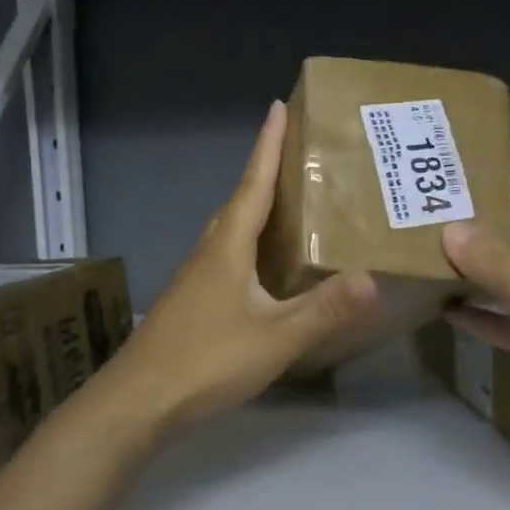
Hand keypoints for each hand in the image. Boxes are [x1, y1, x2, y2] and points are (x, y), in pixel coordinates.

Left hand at [100, 101, 377, 433]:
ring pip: (228, 231)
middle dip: (263, 174)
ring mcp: (194, 279)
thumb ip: (323, 309)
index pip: (252, 184)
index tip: (277, 107)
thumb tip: (371, 277)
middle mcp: (208, 253)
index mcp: (227, 247)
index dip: (267, 146)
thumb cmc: (207, 361)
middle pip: (238, 202)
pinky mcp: (190, 303)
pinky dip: (246, 245)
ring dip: (254, 210)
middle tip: (294, 157)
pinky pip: (224, 257)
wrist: (138, 402)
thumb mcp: (276, 337)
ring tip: (286, 207)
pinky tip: (261, 269)